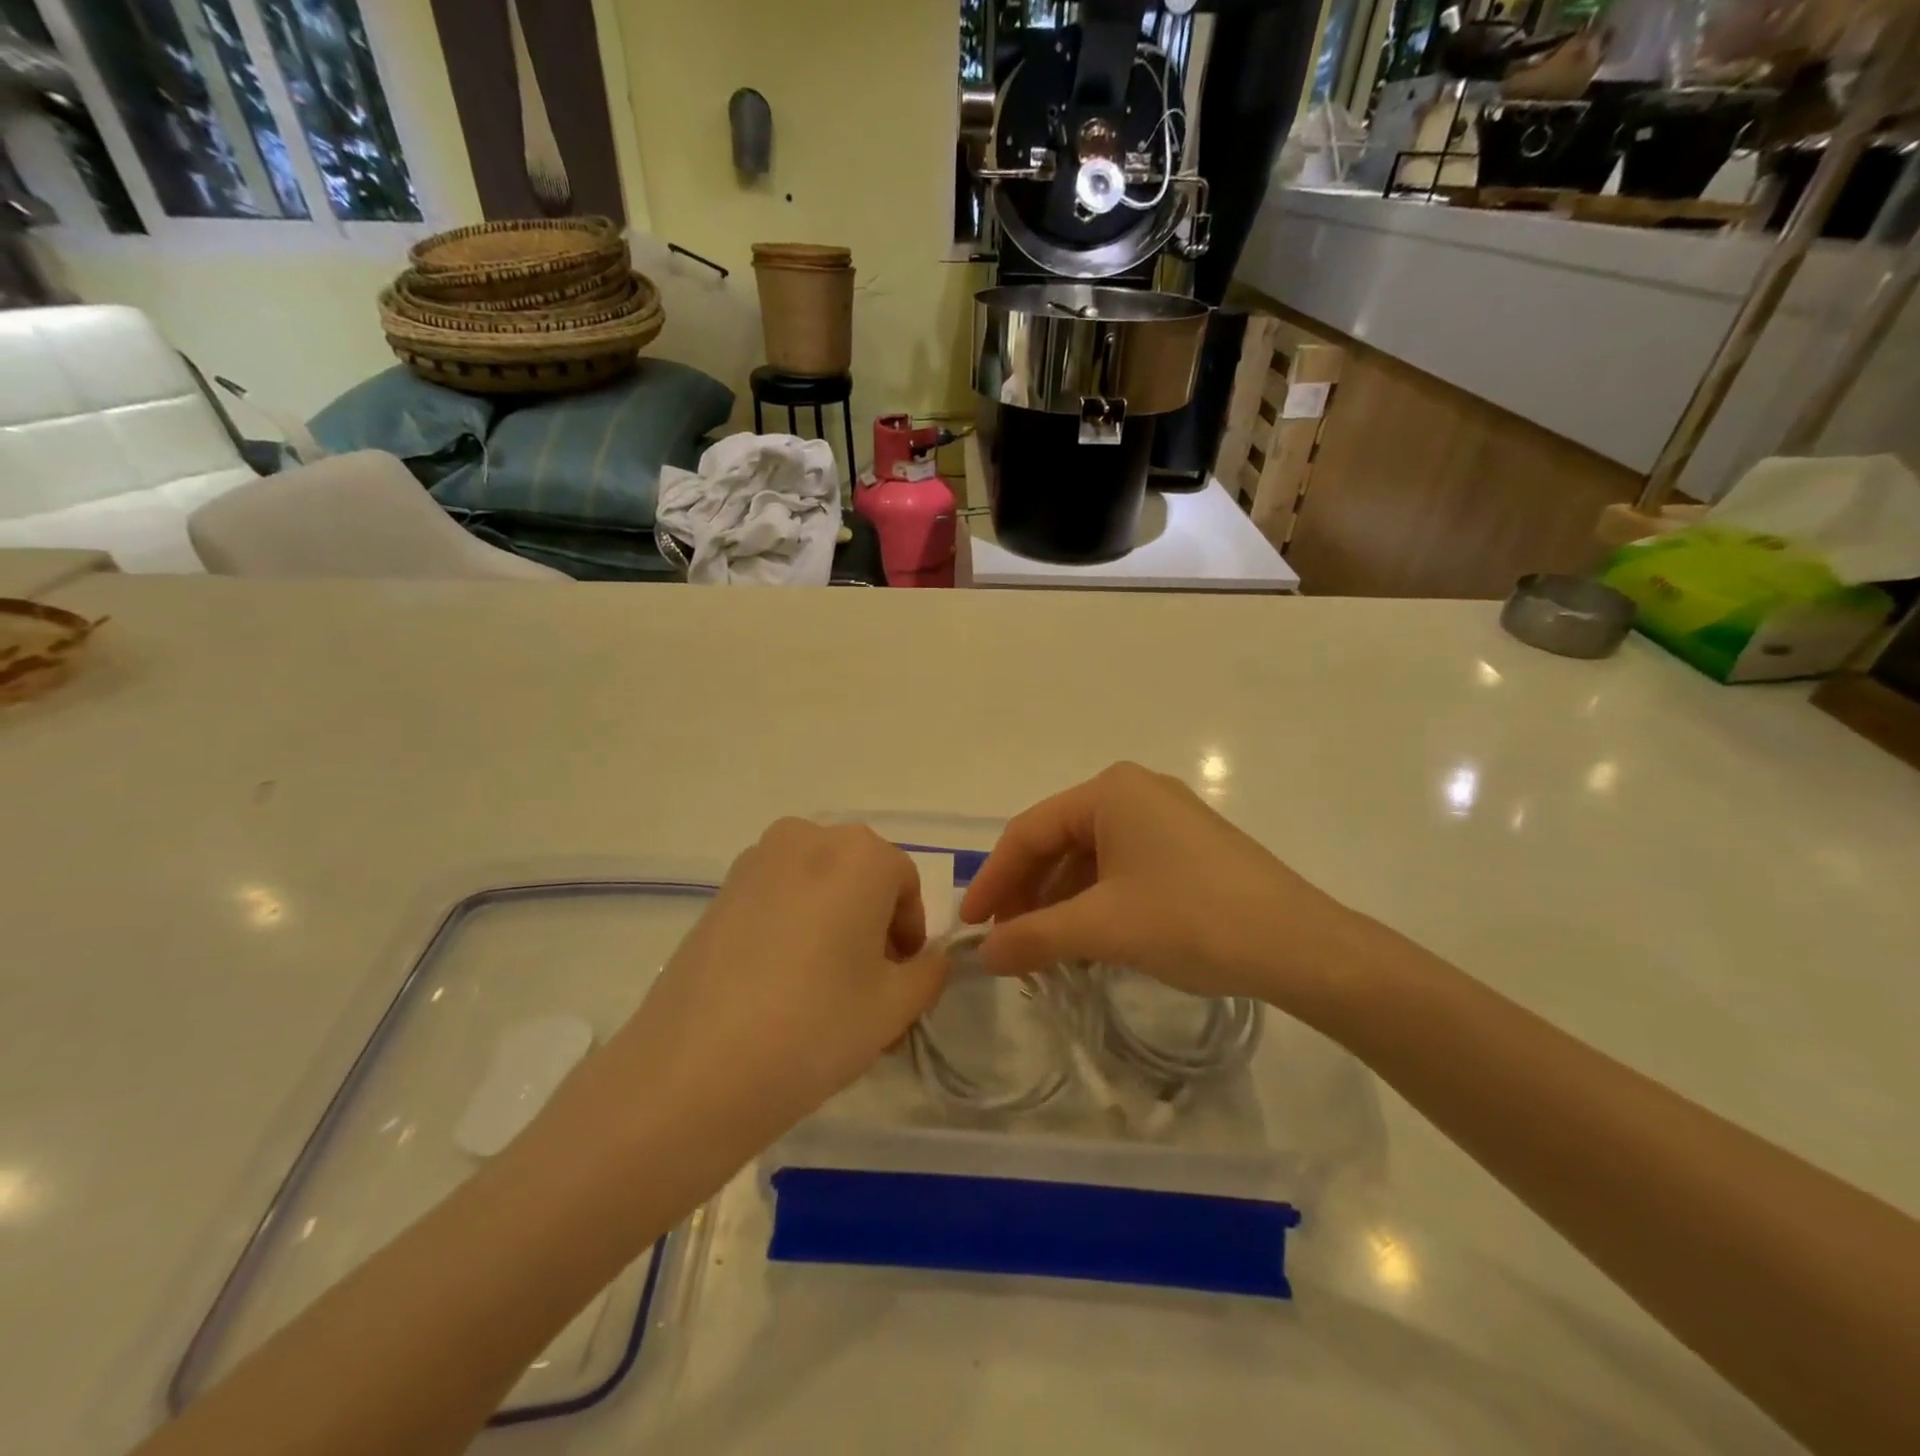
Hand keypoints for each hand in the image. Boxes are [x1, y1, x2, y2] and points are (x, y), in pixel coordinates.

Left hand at [594, 820, 948, 1157]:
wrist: (695, 1070)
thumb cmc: (815, 1027)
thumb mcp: (895, 1007)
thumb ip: (929, 972)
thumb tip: (928, 959)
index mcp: (860, 854)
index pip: (905, 884)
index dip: (910, 933)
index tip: (901, 979)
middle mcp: (808, 838)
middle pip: (860, 879)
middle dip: (873, 927)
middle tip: (868, 989)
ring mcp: (756, 861)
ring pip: (818, 887)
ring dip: (833, 926)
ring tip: (823, 992)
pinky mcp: (719, 891)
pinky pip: (777, 898)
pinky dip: (793, 927)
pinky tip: (780, 985)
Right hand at [960, 763, 1371, 1014]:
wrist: (1301, 946)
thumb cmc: (1192, 920)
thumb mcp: (1104, 929)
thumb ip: (1034, 937)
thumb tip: (983, 955)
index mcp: (1110, 792)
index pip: (1029, 832)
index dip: (994, 880)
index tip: (971, 926)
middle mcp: (1135, 792)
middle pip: (1058, 842)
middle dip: (1028, 893)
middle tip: (1007, 942)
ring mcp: (1165, 819)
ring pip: (1090, 859)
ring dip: (1061, 903)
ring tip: (1044, 950)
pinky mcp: (1187, 848)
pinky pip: (1122, 869)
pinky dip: (1096, 903)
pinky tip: (1088, 941)